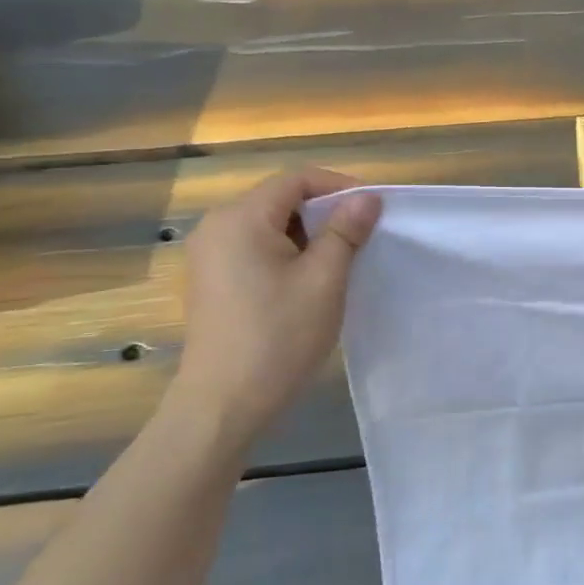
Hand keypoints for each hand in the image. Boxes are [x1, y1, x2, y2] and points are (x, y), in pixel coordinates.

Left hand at [174, 168, 380, 441]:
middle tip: (363, 236)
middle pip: (280, 199)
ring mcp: (209, 255)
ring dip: (308, 234)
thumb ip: (345, 231)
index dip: (339, 186)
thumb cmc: (279, 336)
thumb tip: (367, 197)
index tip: (374, 209)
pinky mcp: (212, 281)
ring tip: (341, 260)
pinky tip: (309, 281)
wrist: (223, 404)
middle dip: (325, 211)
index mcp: (241, 218)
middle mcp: (217, 227)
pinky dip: (287, 253)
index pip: (296, 179)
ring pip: (270, 225)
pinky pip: (255, 248)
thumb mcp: (324, 279)